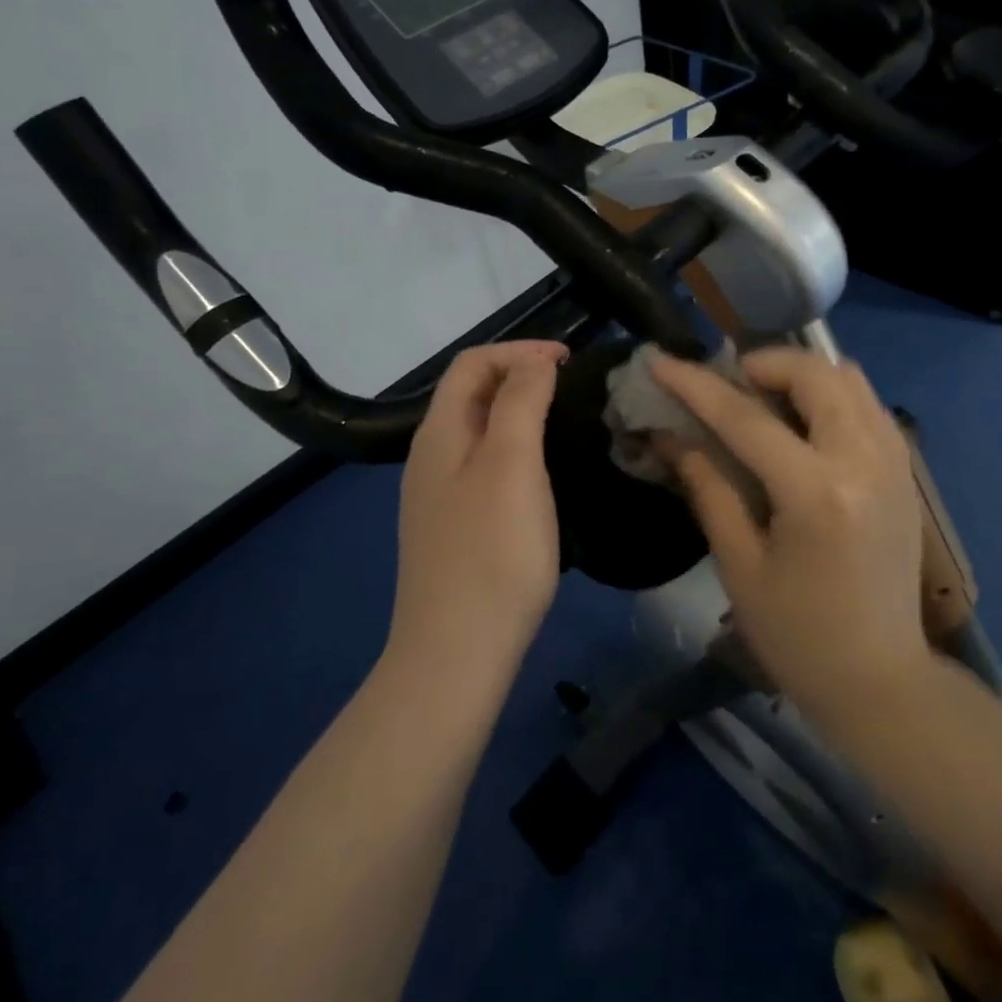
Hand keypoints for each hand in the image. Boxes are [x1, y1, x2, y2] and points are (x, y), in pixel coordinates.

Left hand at [387, 341, 566, 678]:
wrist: (457, 652)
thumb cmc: (492, 551)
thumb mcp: (511, 464)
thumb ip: (520, 401)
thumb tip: (534, 361)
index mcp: (440, 433)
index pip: (473, 364)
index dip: (520, 350)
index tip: (570, 361)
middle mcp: (431, 457)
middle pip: (470, 393)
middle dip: (518, 375)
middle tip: (570, 386)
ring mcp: (438, 496)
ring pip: (478, 431)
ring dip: (517, 411)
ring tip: (562, 419)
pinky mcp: (454, 528)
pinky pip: (483, 466)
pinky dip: (514, 449)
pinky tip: (540, 474)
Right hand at [650, 348, 929, 720]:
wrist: (881, 681)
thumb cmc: (797, 636)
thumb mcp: (739, 565)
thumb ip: (707, 487)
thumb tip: (669, 435)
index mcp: (816, 493)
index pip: (745, 417)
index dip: (695, 385)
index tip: (659, 360)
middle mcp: (864, 461)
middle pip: (813, 373)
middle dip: (761, 364)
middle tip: (726, 386)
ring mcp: (894, 461)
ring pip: (849, 377)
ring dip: (799, 374)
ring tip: (763, 399)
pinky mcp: (905, 470)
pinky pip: (867, 403)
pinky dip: (831, 394)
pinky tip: (803, 424)